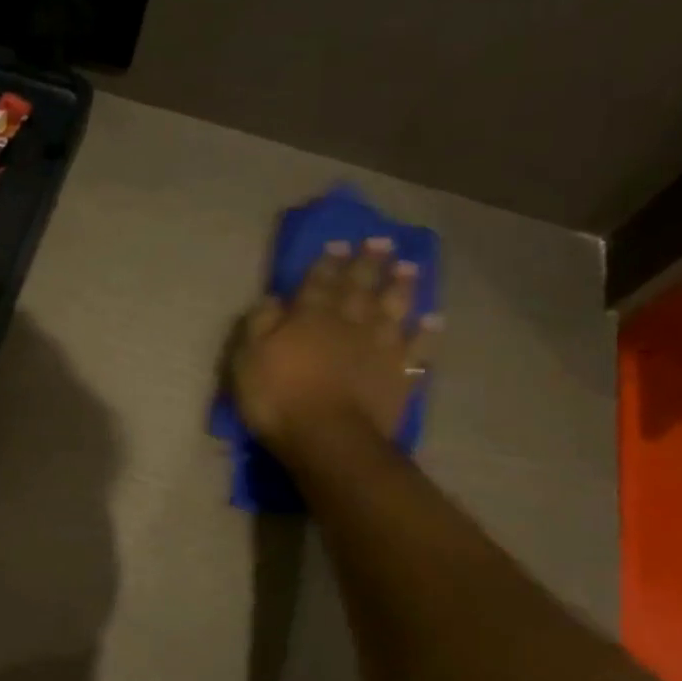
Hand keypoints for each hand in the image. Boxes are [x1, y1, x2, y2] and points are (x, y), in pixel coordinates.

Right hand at [230, 236, 441, 462]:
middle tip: (381, 241)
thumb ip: (259, 324)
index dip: (327, 262)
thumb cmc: (278, 398)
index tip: (339, 242)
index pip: (319, 282)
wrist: (329, 439)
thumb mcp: (248, 358)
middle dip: (369, 263)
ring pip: (393, 310)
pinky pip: (417, 350)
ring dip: (401, 288)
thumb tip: (273, 298)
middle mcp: (348, 324)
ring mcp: (378, 349)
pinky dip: (426, 334)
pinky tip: (433, 320)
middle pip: (360, 287)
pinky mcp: (399, 376)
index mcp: (309, 317)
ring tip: (410, 268)